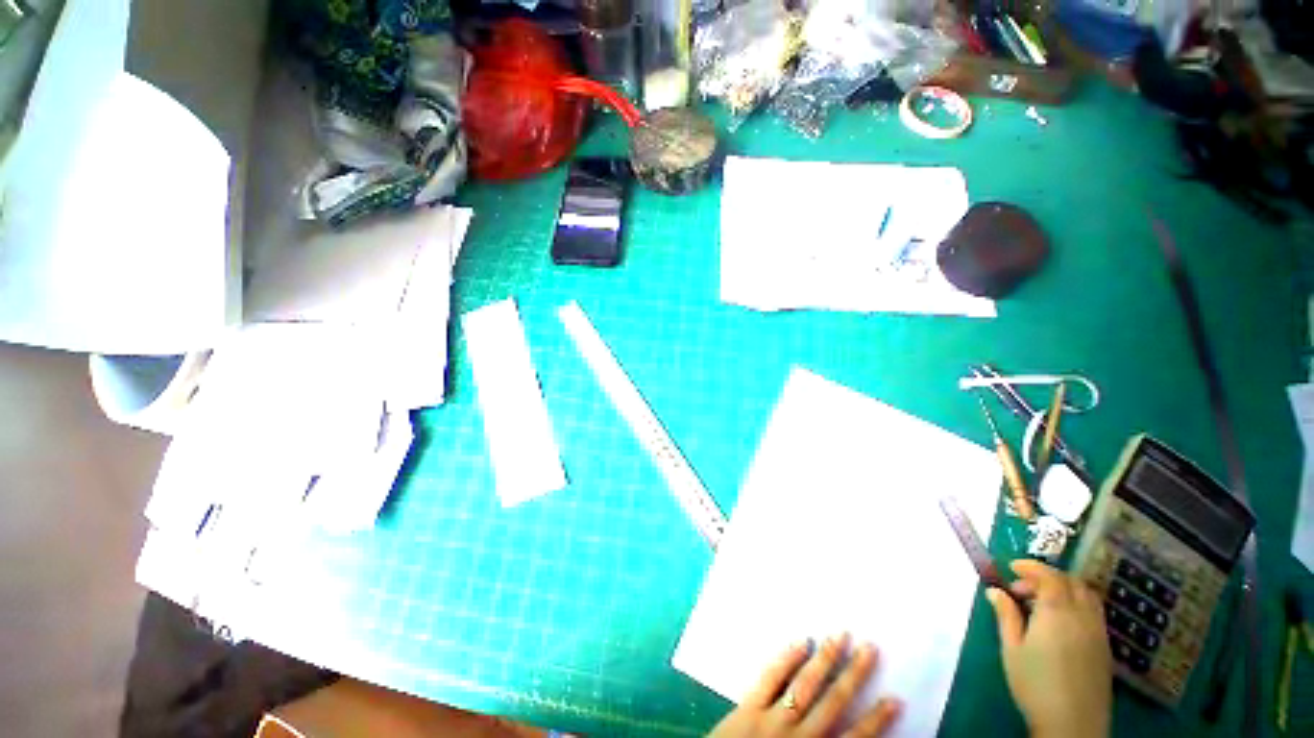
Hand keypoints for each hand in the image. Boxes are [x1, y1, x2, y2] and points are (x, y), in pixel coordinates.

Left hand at [708, 633, 901, 737]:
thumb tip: (850, 732)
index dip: (875, 720)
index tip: (894, 699)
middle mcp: (799, 737)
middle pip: (833, 702)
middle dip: (853, 675)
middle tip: (869, 647)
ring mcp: (773, 719)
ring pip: (805, 684)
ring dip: (824, 659)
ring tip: (840, 636)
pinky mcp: (749, 706)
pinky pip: (770, 678)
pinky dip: (787, 659)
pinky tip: (801, 642)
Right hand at [985, 560, 1112, 737]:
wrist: (1072, 724)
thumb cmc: (1034, 684)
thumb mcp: (1012, 648)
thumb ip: (1006, 615)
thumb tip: (995, 591)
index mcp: (1057, 612)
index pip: (1049, 576)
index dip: (1031, 567)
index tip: (1012, 567)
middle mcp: (1082, 615)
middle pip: (1071, 582)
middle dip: (1047, 577)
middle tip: (1023, 589)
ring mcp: (1098, 631)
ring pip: (1087, 595)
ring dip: (1065, 589)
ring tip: (1042, 604)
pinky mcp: (1105, 647)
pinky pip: (1094, 612)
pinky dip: (1076, 604)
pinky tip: (1060, 623)